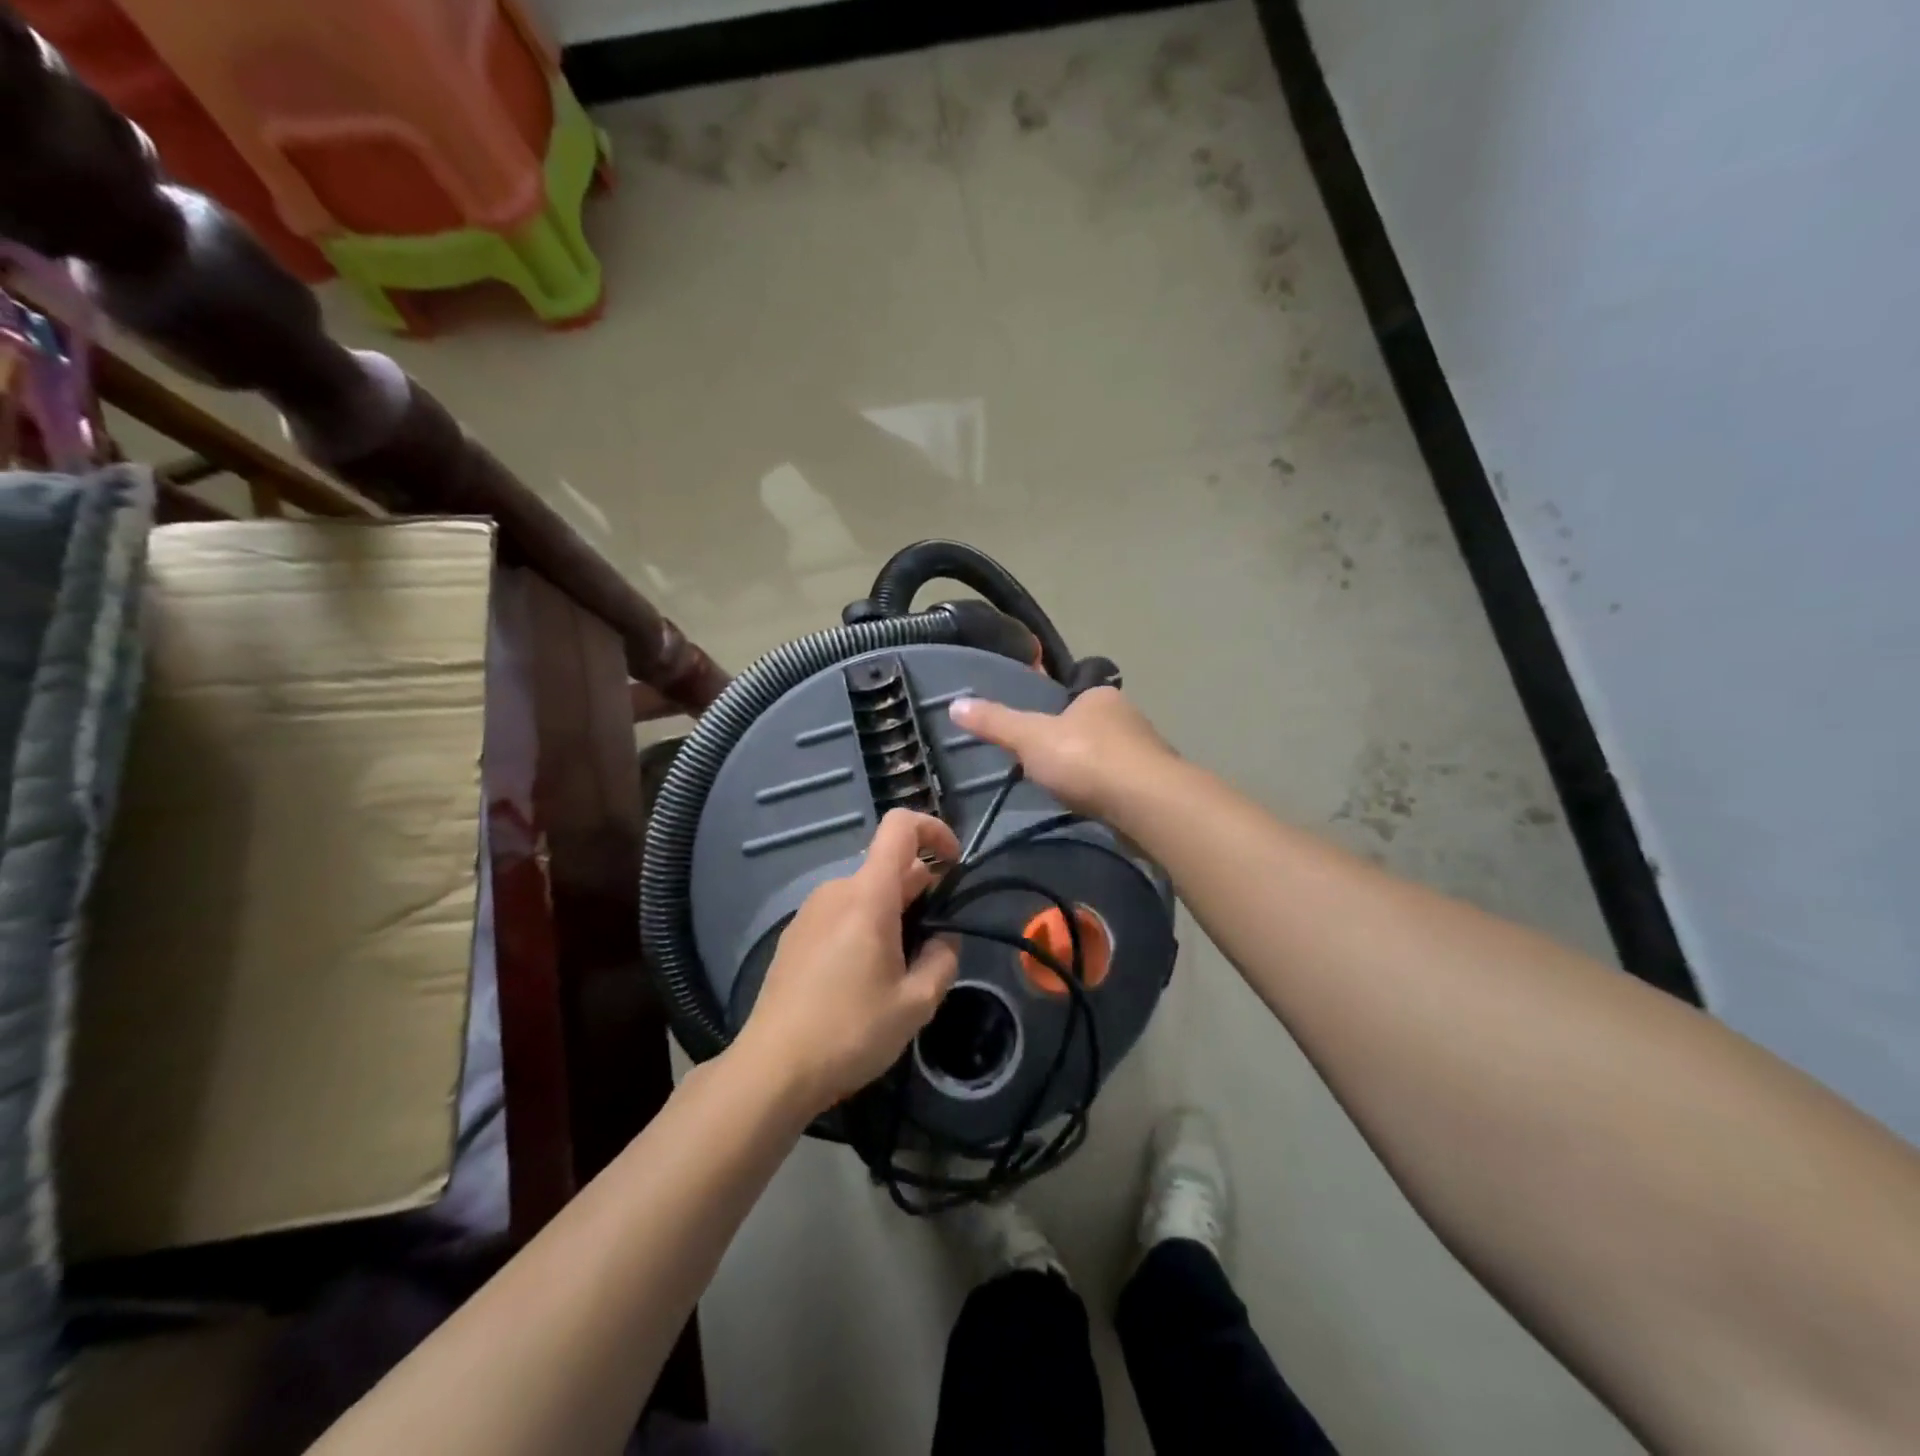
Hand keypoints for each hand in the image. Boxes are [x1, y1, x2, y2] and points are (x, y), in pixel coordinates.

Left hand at [733, 810, 961, 1115]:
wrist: (773, 1068)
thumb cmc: (850, 1032)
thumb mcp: (915, 1004)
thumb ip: (942, 960)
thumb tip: (944, 939)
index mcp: (867, 895)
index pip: (900, 826)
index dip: (934, 830)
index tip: (954, 864)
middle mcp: (836, 890)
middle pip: (887, 866)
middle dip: (920, 890)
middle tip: (933, 943)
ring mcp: (810, 911)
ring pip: (865, 892)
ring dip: (893, 912)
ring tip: (900, 969)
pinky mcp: (796, 935)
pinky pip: (841, 912)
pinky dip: (865, 926)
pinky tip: (863, 978)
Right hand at [949, 686, 1174, 816]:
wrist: (1145, 802)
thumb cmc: (1084, 758)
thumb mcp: (1029, 737)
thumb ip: (995, 723)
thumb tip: (954, 704)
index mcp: (1101, 697)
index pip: (1074, 700)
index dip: (1055, 718)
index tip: (1039, 741)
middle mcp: (1129, 718)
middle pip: (1093, 730)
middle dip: (1075, 749)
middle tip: (1050, 772)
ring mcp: (1148, 753)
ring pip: (1112, 759)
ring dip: (1094, 774)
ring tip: (1070, 795)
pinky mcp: (1157, 787)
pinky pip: (1124, 787)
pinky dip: (1109, 796)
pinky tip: (1096, 810)